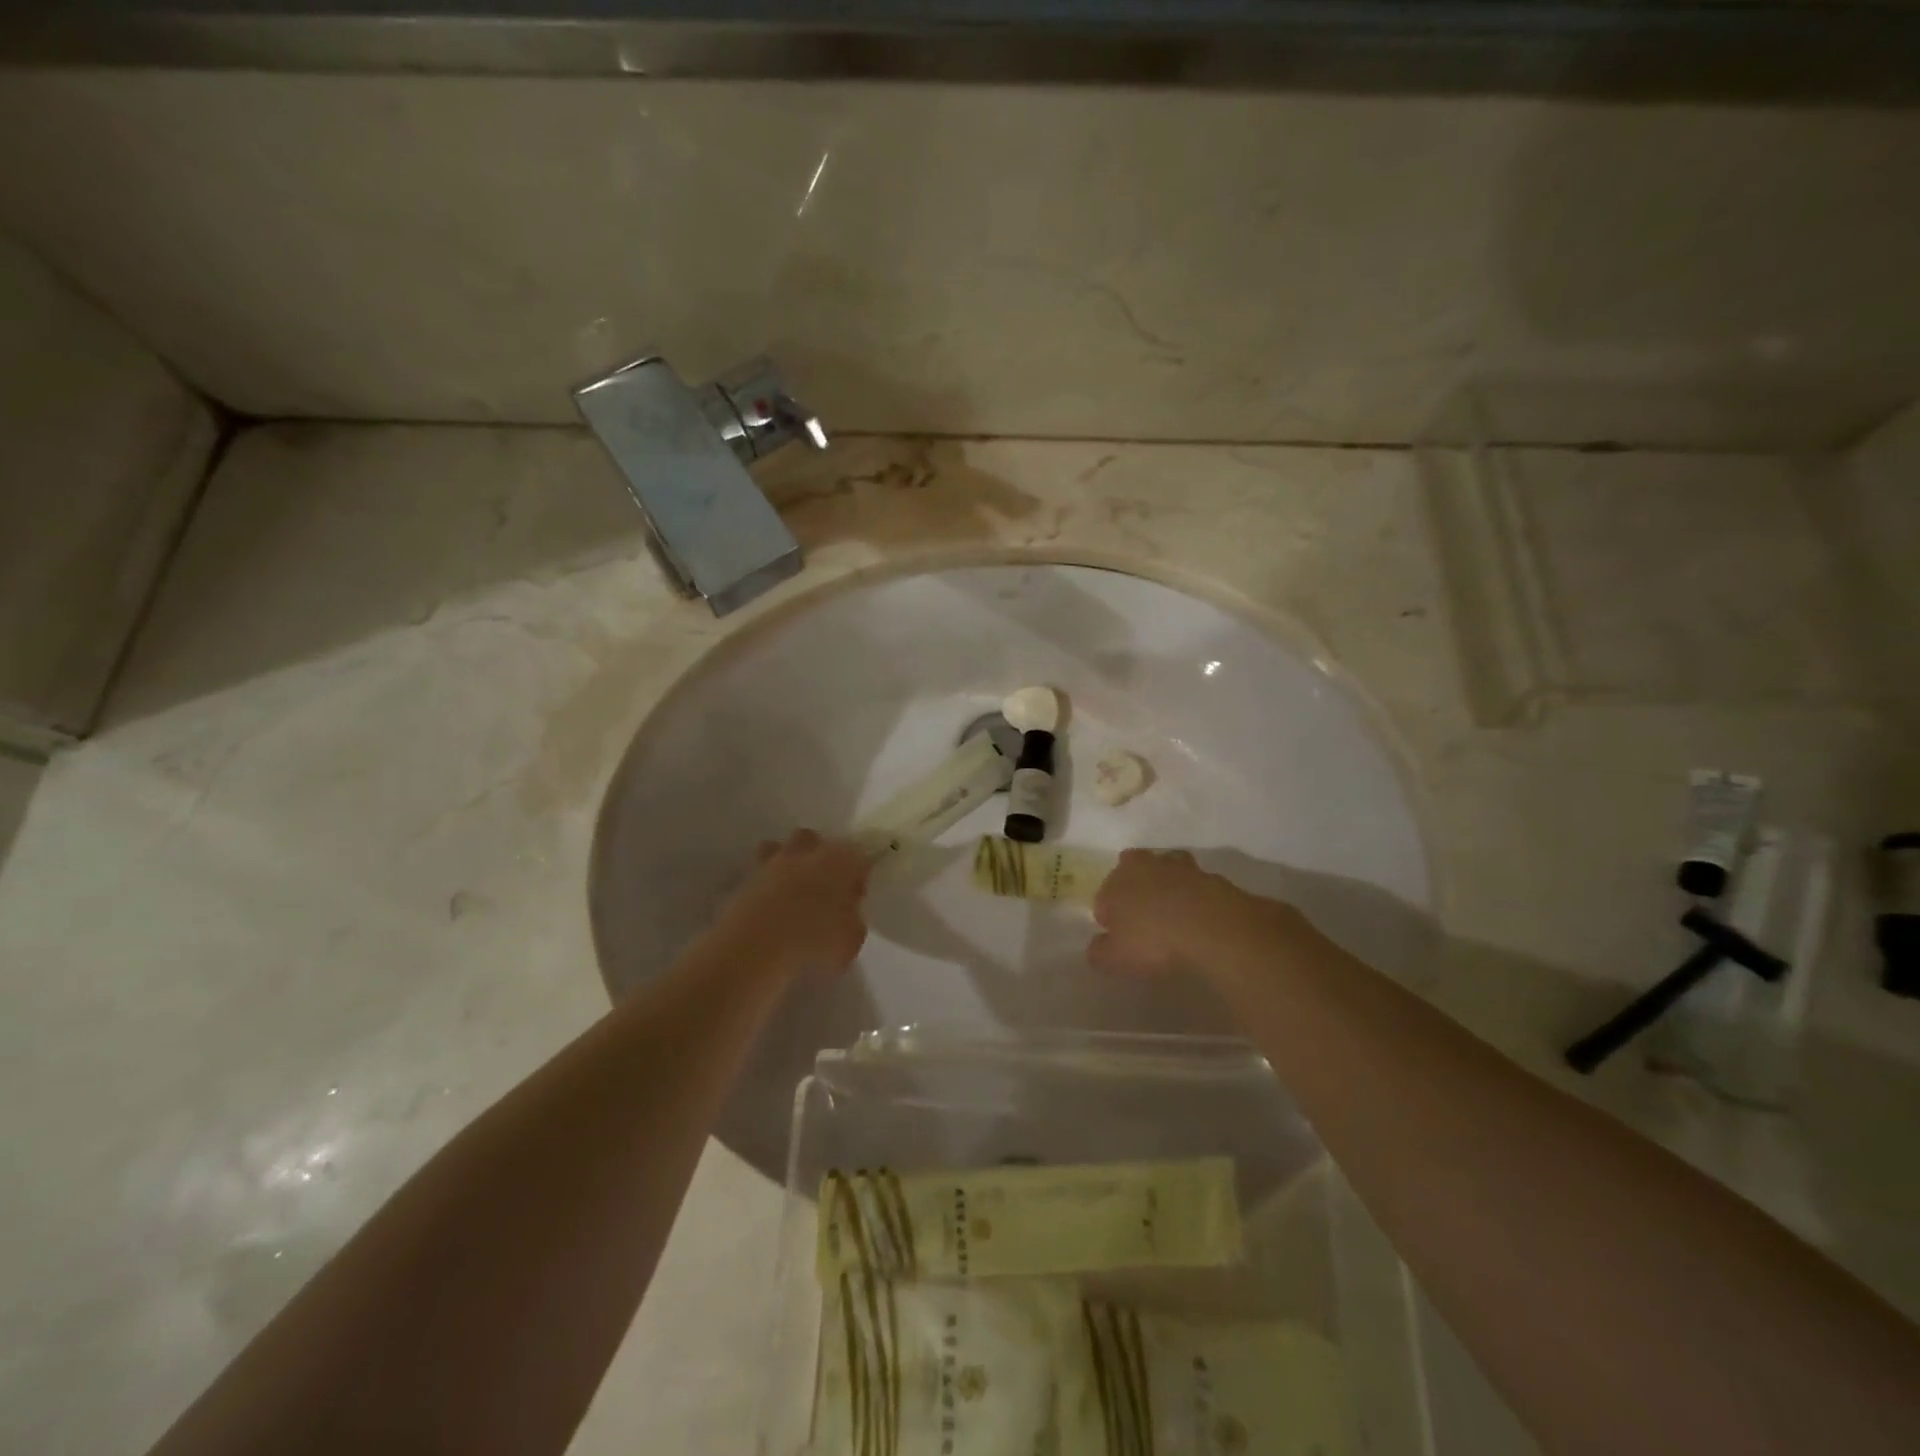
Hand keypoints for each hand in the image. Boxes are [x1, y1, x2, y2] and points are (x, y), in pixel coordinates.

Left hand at [711, 829, 869, 978]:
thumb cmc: (816, 938)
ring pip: (779, 849)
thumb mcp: (851, 940)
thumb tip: (847, 919)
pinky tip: (769, 909)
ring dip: (786, 864)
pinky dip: (764, 886)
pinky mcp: (746, 880)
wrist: (757, 944)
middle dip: (819, 856)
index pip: (858, 854)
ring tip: (790, 892)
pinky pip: (758, 876)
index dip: (859, 873)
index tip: (856, 895)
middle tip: (823, 886)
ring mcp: (772, 863)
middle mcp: (806, 852)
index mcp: (840, 859)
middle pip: (814, 840)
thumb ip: (853, 923)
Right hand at [1088, 848, 1291, 978]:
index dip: (1109, 919)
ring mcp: (1179, 867)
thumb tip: (1097, 946)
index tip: (1119, 939)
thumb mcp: (1115, 959)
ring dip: (1165, 886)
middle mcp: (1144, 866)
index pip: (1103, 897)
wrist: (1214, 928)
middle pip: (1132, 870)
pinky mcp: (1210, 876)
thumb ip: (1099, 952)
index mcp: (1116, 881)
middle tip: (1143, 918)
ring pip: (1165, 871)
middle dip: (1134, 888)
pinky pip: (1195, 885)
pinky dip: (1194, 897)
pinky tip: (1199, 919)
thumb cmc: (1155, 941)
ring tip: (1172, 914)